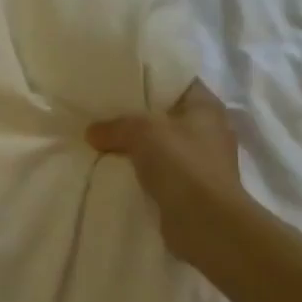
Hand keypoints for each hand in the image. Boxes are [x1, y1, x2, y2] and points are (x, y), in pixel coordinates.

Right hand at [88, 82, 243, 261]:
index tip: (120, 79)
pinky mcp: (190, 189)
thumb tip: (92, 132)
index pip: (178, 81)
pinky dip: (140, 171)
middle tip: (102, 110)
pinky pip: (159, 172)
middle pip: (166, 114)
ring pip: (160, 145)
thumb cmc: (182, 165)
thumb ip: (115, 126)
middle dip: (137, 115)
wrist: (206, 224)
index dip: (151, 77)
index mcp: (207, 107)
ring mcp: (201, 162)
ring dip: (136, 146)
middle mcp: (208, 131)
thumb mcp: (142, 131)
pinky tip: (114, 169)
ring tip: (102, 140)